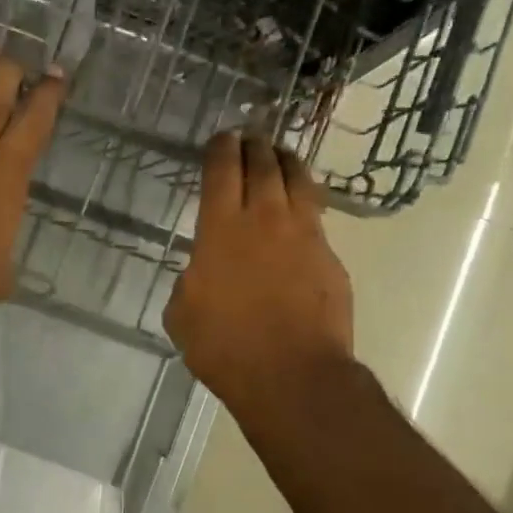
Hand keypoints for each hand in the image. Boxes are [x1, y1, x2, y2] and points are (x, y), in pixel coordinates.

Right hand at [165, 133, 354, 407]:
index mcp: (221, 229)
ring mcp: (305, 236)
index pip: (223, 171)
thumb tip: (203, 273)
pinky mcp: (330, 258)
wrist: (291, 374)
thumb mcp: (182, 313)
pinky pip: (316, 218)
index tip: (222, 138)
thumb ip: (191, 280)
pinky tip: (300, 212)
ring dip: (287, 163)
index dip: (221, 149)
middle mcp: (265, 219)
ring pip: (299, 182)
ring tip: (281, 156)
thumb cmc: (224, 346)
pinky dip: (305, 205)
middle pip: (264, 166)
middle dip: (255, 146)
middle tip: (250, 138)